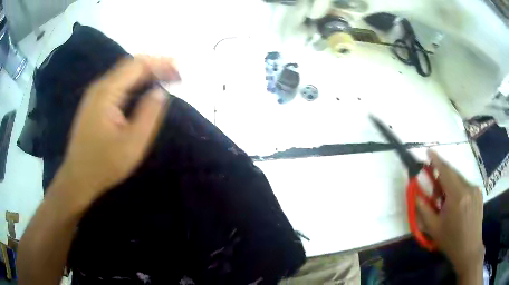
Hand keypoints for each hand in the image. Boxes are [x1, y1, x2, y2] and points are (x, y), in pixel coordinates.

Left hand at [53, 56, 179, 207]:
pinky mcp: (95, 104)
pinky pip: (119, 85)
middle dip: (155, 65)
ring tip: (166, 78)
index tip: (179, 71)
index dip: (160, 63)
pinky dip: (135, 83)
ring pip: (124, 74)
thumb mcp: (132, 143)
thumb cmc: (104, 164)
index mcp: (107, 92)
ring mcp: (96, 95)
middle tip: (176, 74)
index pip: (137, 65)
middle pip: (130, 65)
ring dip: (146, 73)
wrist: (78, 178)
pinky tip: (145, 89)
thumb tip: (160, 91)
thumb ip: (149, 114)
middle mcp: (100, 87)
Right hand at [417, 150, 483, 278]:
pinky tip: (456, 202)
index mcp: (457, 196)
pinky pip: (466, 184)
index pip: (445, 172)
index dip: (436, 160)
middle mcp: (468, 187)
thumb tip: (416, 193)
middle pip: (453, 173)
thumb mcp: (434, 228)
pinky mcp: (479, 193)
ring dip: (450, 183)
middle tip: (434, 182)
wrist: (469, 249)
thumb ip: (423, 209)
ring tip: (445, 198)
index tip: (428, 151)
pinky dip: (458, 188)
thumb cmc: (451, 241)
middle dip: (442, 173)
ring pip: (460, 179)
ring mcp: (475, 189)